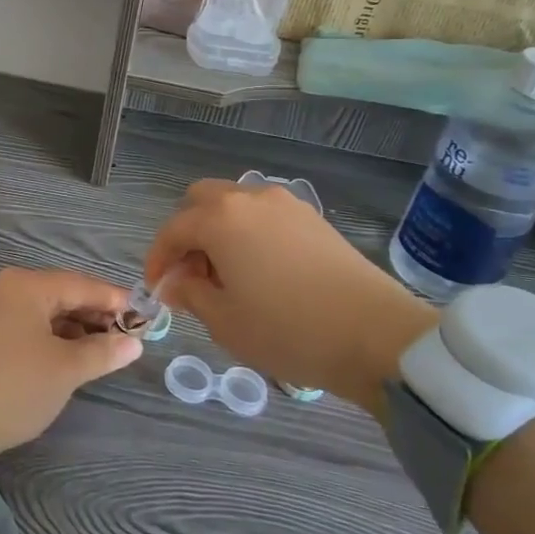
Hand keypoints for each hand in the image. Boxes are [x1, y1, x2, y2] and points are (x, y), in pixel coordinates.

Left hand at [0, 268, 141, 455]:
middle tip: (127, 334)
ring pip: (42, 310)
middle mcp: (4, 288)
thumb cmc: (18, 386)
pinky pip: (26, 324)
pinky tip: (71, 353)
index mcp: (24, 285)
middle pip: (60, 294)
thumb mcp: (67, 369)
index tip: (142, 314)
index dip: (113, 299)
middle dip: (94, 313)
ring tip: (104, 347)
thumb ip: (103, 351)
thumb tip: (134, 343)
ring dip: (74, 326)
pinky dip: (51, 335)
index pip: (79, 284)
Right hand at [144, 179, 435, 414]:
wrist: (376, 335)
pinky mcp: (314, 219)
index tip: (158, 289)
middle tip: (192, 275)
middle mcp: (250, 198)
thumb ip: (190, 294)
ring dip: (219, 231)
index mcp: (220, 219)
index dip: (158, 260)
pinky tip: (261, 272)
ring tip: (227, 276)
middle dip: (187, 234)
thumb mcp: (225, 322)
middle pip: (201, 200)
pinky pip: (265, 216)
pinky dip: (249, 234)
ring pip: (235, 205)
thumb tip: (176, 282)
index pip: (172, 230)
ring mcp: (286, 204)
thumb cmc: (288, 329)